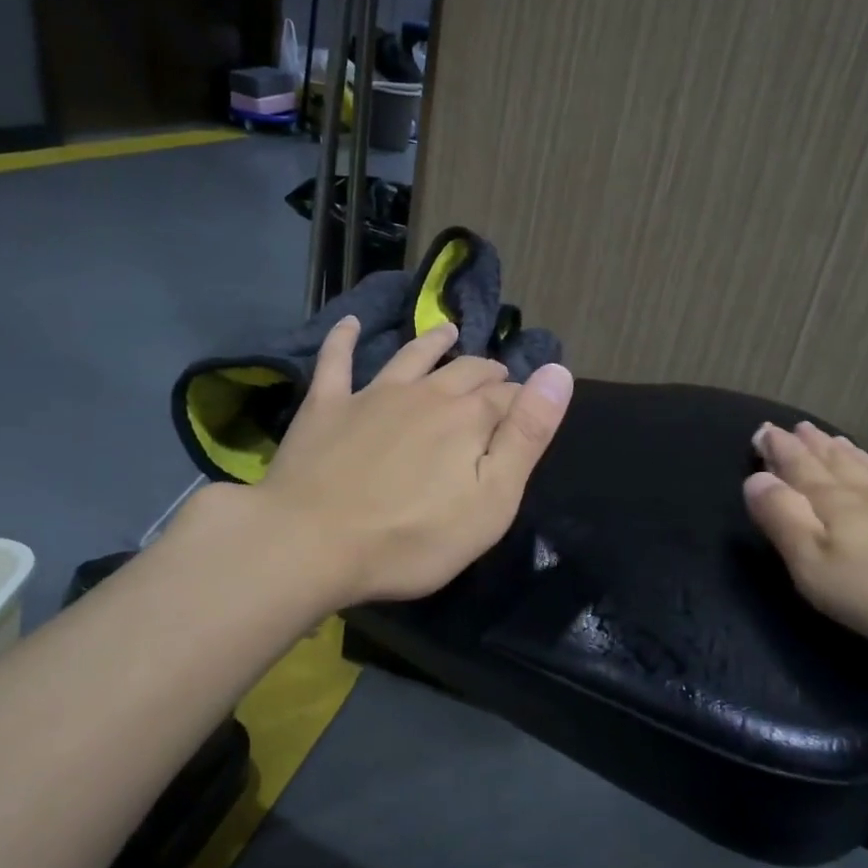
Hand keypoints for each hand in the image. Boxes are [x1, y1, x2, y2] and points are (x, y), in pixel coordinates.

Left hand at [249, 316, 572, 604]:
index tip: (527, 406)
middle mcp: (424, 393)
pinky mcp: (326, 406)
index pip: (507, 396)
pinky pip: (336, 362)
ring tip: (448, 331)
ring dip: (433, 342)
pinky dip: (344, 339)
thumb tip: (558, 373)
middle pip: (464, 371)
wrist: (310, 544)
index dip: (522, 398)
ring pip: (410, 356)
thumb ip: (527, 435)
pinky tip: (348, 323)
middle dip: (486, 370)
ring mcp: (372, 395)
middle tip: (497, 374)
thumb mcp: (491, 499)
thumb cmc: (413, 537)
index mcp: (467, 417)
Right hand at [744, 421, 867, 670]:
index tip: (763, 429)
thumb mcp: (815, 564)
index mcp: (834, 504)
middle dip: (812, 447)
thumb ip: (783, 519)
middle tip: (797, 427)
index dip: (779, 450)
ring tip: (836, 440)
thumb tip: (755, 479)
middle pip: (836, 465)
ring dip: (851, 456)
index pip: (799, 468)